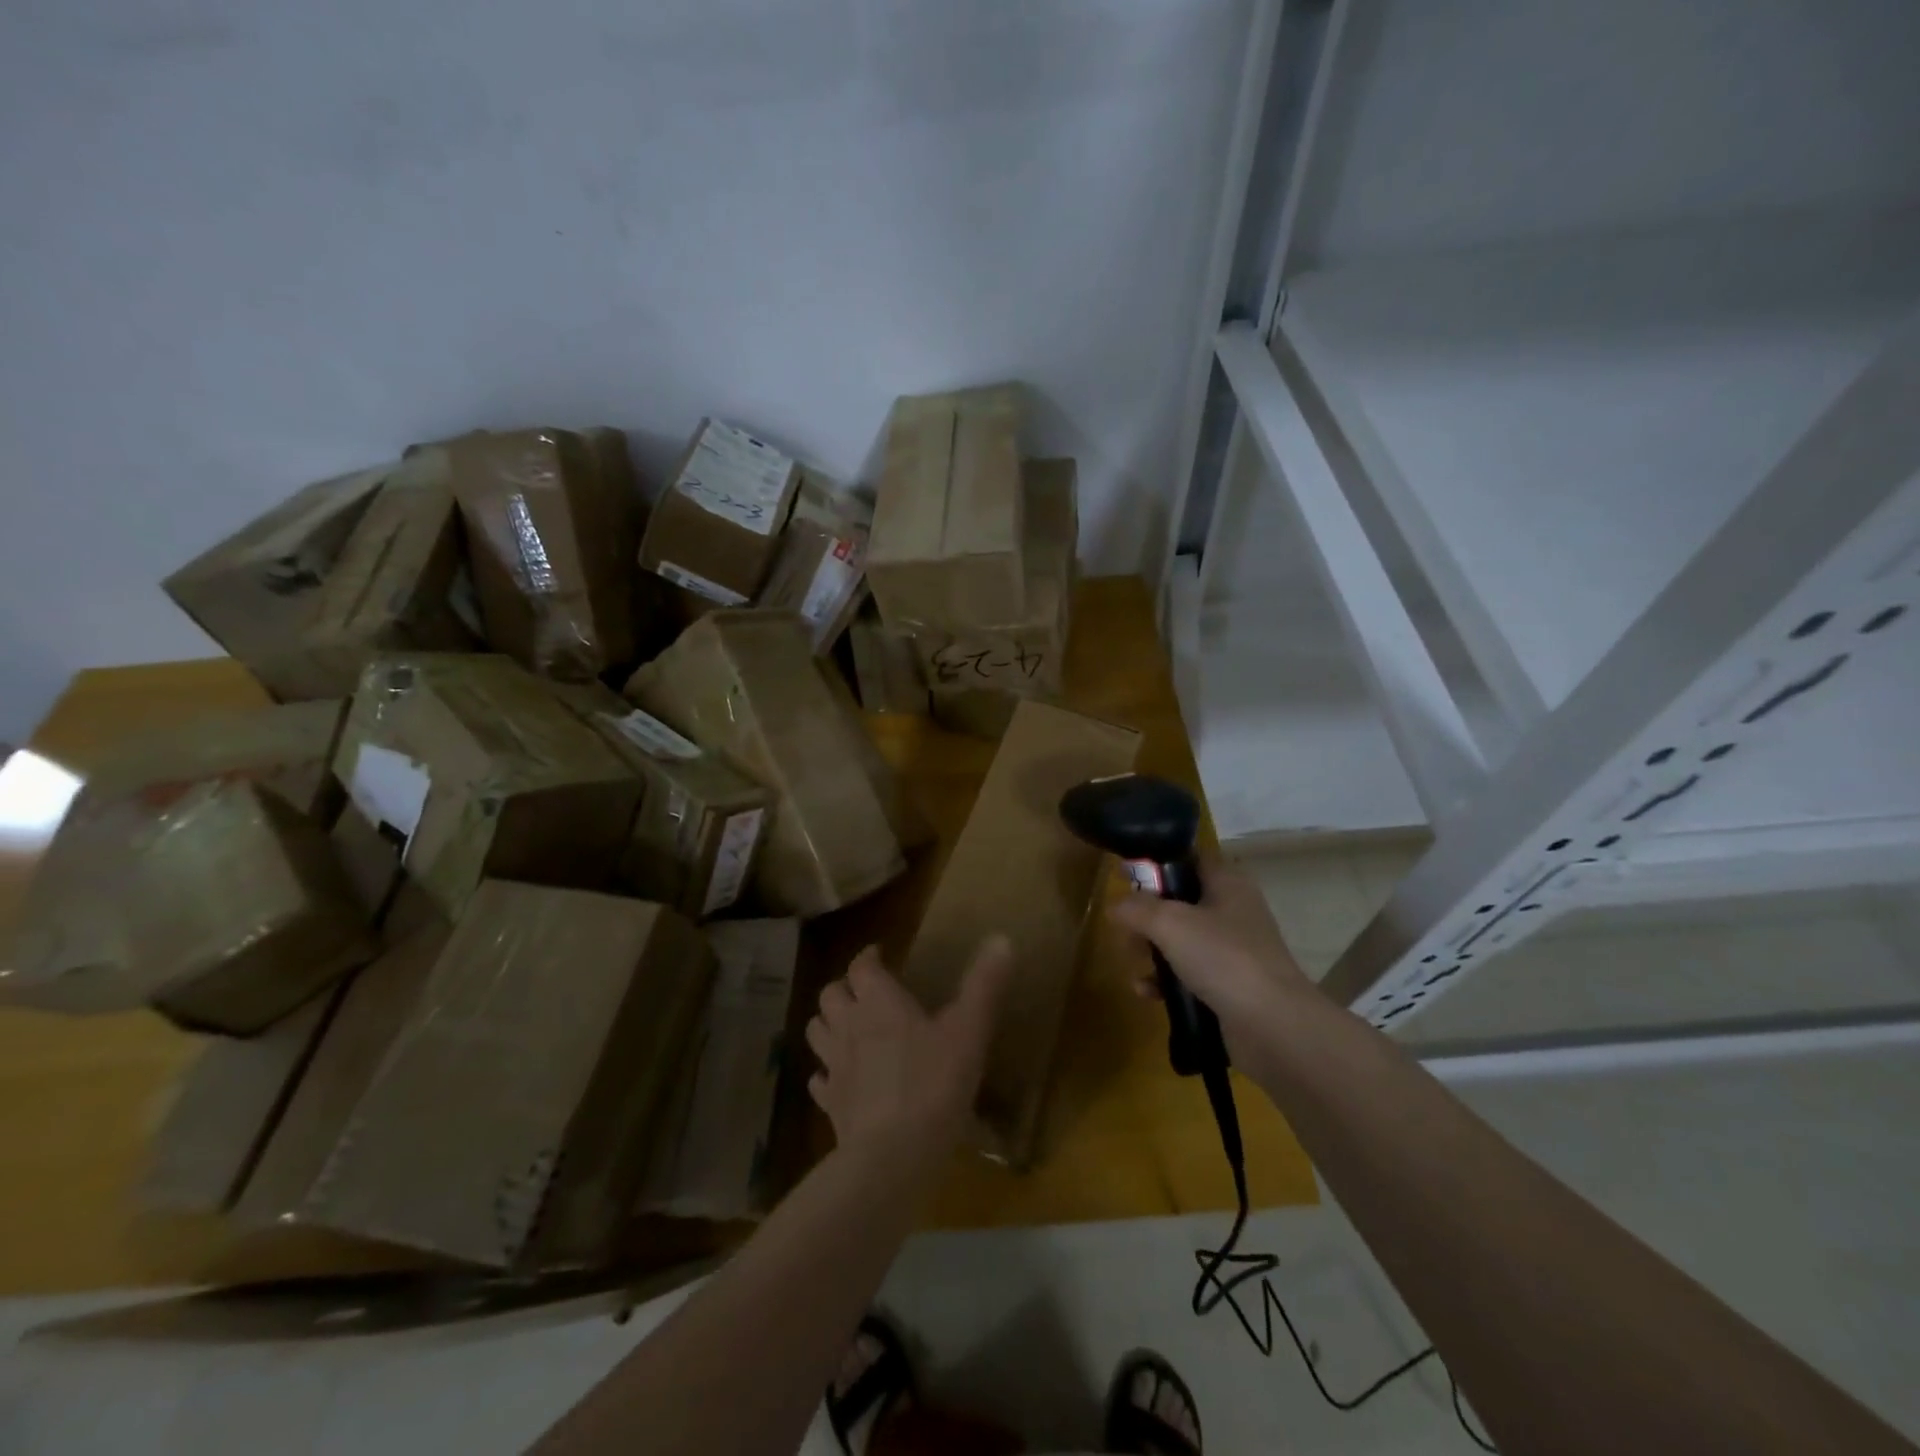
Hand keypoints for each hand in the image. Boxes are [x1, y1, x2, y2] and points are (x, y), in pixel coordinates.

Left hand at [806, 937, 1013, 1157]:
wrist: (893, 1156)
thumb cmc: (933, 1084)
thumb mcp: (969, 1031)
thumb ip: (984, 985)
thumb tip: (1001, 938)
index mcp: (879, 1002)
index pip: (861, 966)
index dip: (868, 957)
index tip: (879, 954)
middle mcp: (849, 1026)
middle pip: (831, 994)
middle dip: (845, 988)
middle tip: (864, 992)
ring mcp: (835, 1066)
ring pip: (817, 1030)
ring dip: (829, 1023)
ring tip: (848, 1026)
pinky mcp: (830, 1104)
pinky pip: (818, 1080)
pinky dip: (826, 1072)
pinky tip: (839, 1079)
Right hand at [1109, 856, 1316, 1066]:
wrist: (1273, 1026)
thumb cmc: (1222, 958)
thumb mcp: (1170, 923)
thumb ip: (1137, 908)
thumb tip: (1114, 906)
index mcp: (1227, 883)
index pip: (1189, 859)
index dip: (1157, 864)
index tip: (1128, 877)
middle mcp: (1233, 911)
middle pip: (1180, 902)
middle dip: (1147, 916)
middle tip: (1124, 929)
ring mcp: (1234, 951)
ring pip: (1182, 940)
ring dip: (1152, 951)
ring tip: (1131, 962)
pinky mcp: (1231, 986)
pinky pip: (1189, 975)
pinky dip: (1166, 981)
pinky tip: (1146, 992)